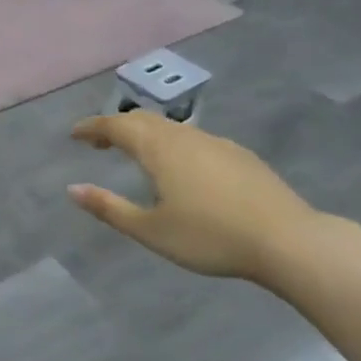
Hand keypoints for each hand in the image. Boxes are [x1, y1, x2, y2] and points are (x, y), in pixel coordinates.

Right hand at [68, 112, 317, 281]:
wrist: (287, 240)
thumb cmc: (210, 237)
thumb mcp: (151, 230)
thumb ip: (109, 208)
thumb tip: (73, 189)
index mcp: (160, 150)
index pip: (117, 125)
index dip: (92, 127)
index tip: (74, 134)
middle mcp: (186, 137)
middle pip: (144, 120)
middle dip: (117, 126)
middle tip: (99, 142)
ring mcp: (217, 143)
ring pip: (172, 128)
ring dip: (146, 134)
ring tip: (135, 154)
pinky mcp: (240, 156)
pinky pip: (194, 139)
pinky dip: (172, 144)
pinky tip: (180, 168)